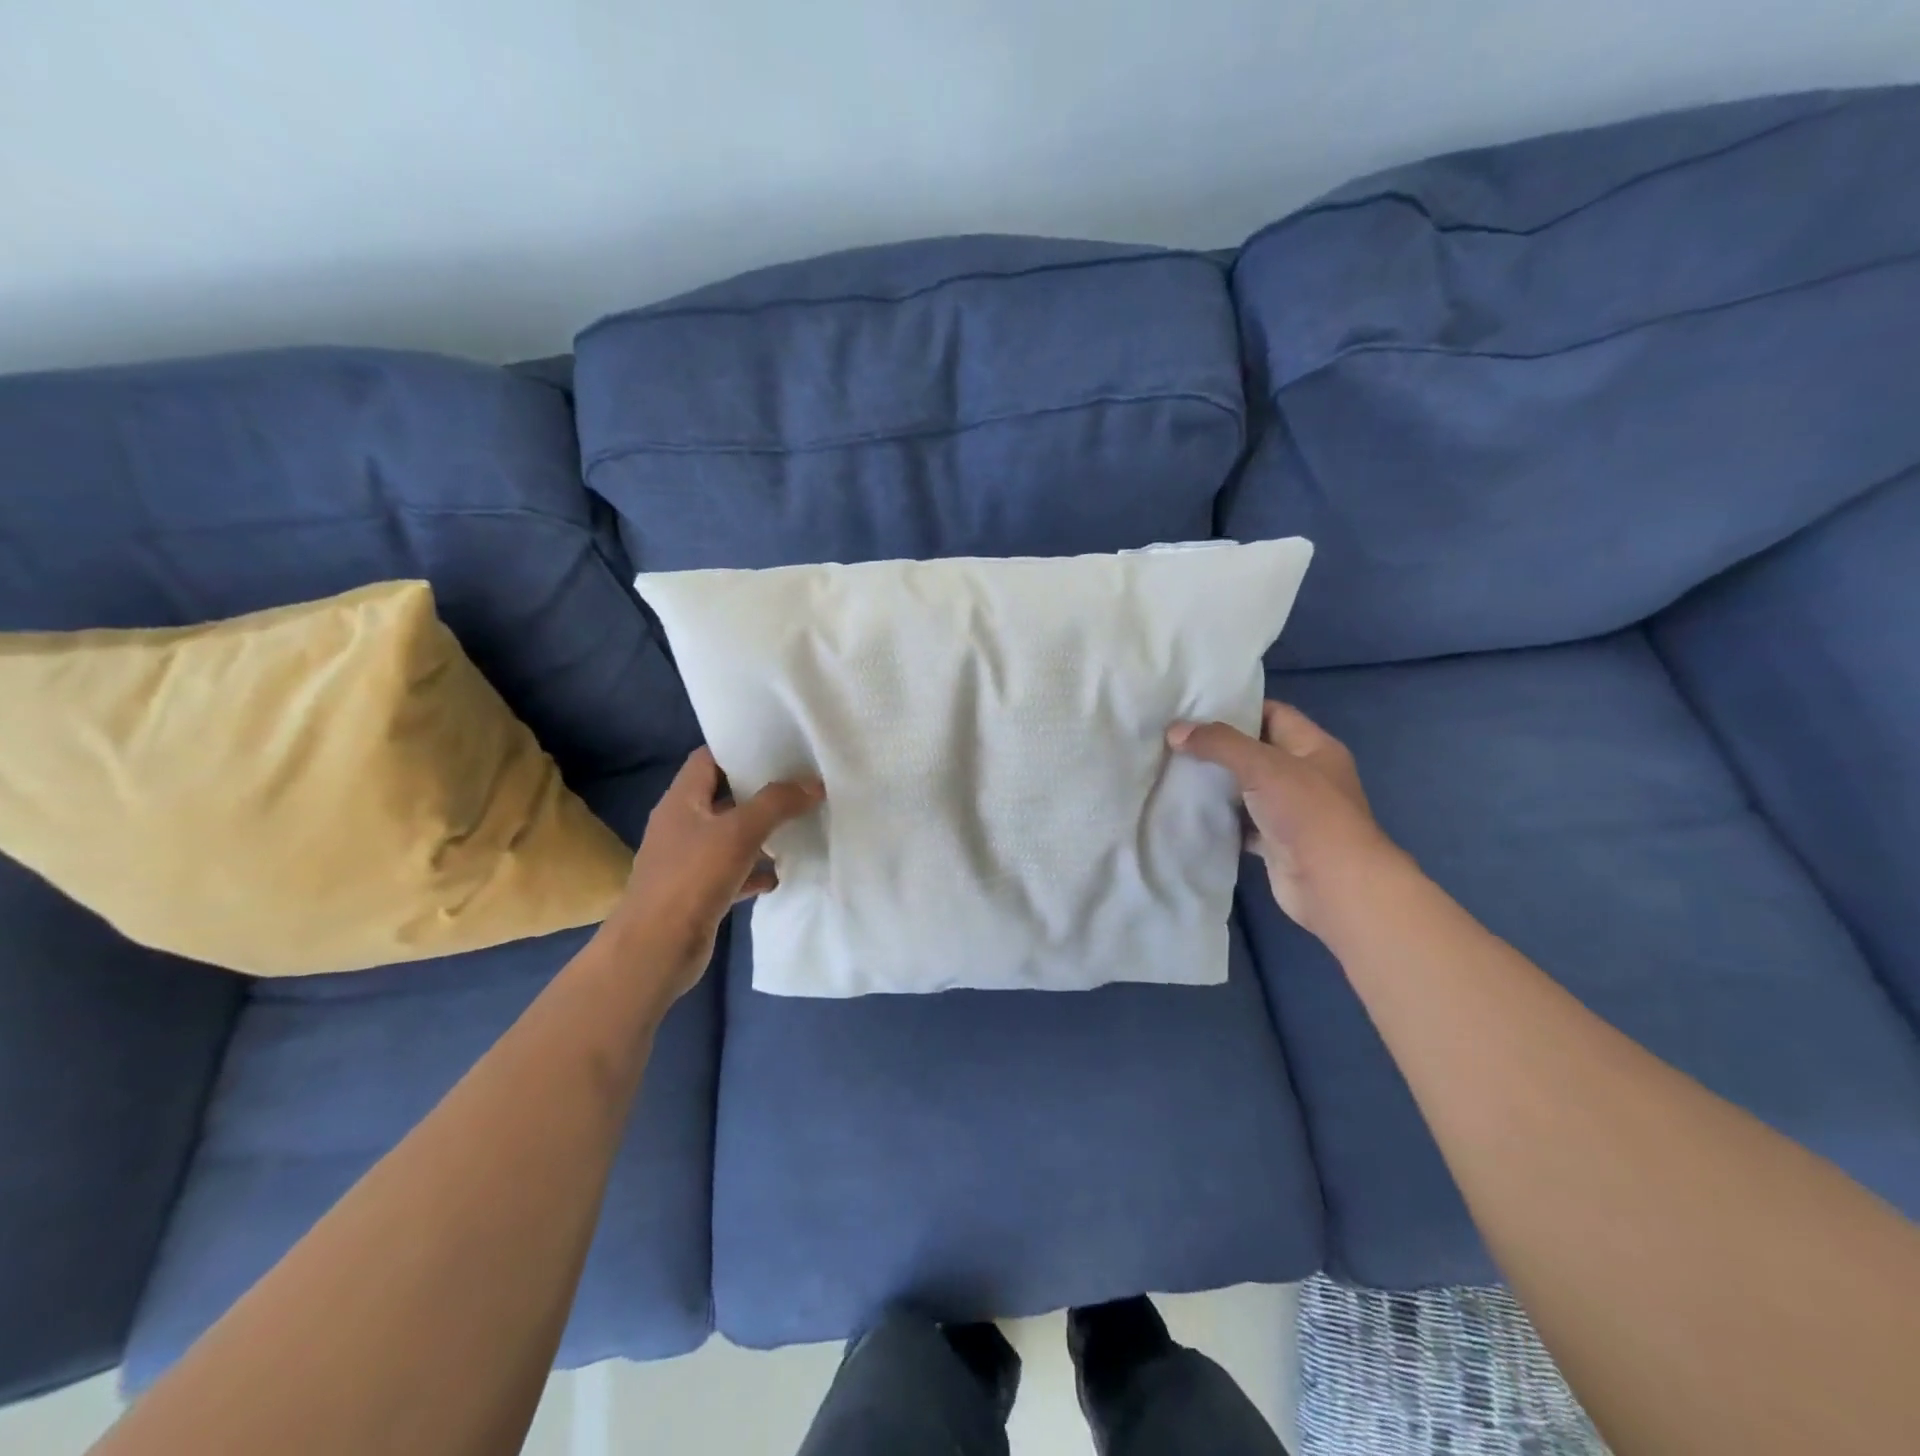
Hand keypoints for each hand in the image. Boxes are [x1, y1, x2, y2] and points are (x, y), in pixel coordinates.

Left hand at [602, 747, 823, 996]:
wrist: (655, 950)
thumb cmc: (692, 879)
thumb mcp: (739, 832)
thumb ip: (777, 803)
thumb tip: (813, 782)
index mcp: (682, 800)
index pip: (708, 758)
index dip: (739, 748)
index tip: (778, 746)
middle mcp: (682, 824)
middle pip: (723, 796)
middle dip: (759, 790)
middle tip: (800, 783)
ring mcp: (688, 860)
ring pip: (730, 836)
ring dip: (761, 832)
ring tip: (800, 824)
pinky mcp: (698, 892)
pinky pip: (733, 871)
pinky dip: (755, 870)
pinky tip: (781, 874)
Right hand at [1168, 701, 1389, 934]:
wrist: (1334, 886)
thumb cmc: (1307, 813)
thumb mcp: (1263, 766)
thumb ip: (1219, 744)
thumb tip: (1175, 731)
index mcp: (1314, 747)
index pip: (1273, 714)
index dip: (1238, 708)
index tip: (1196, 709)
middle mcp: (1305, 775)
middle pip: (1256, 752)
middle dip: (1218, 747)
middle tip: (1175, 739)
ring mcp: (1291, 811)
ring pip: (1246, 790)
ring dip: (1216, 785)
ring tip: (1172, 771)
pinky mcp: (1276, 842)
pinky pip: (1241, 824)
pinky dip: (1219, 819)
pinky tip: (1188, 812)